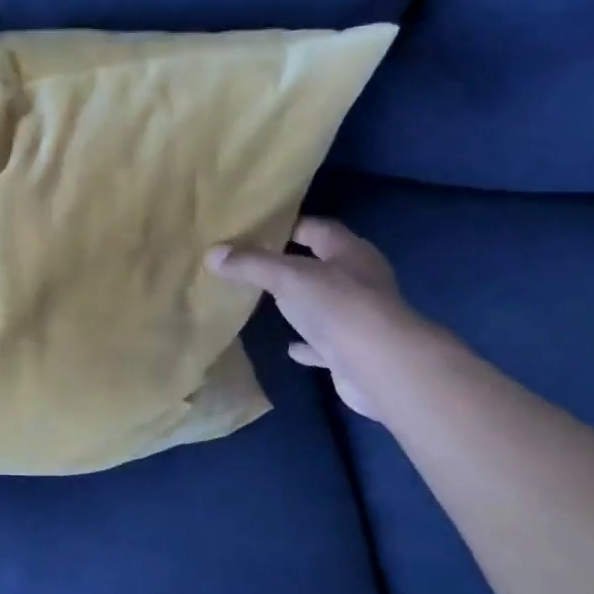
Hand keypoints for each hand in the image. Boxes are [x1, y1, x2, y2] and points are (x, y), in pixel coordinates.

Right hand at [208, 217, 420, 421]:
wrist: (382, 368)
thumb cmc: (338, 307)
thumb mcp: (287, 277)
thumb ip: (250, 264)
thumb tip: (211, 253)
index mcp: (350, 252)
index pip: (317, 227)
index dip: (288, 225)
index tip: (254, 230)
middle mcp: (360, 280)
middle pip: (321, 264)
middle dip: (291, 263)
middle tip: (251, 263)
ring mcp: (360, 317)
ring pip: (324, 303)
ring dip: (301, 303)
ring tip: (266, 301)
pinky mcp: (355, 351)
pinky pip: (325, 343)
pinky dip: (307, 344)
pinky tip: (288, 348)